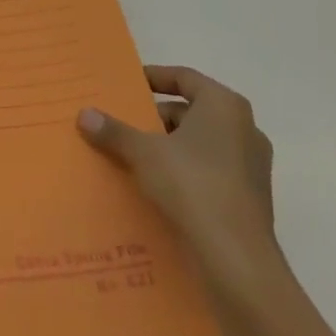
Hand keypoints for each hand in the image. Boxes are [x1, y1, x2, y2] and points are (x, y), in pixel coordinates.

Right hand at [79, 65, 275, 270]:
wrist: (236, 257)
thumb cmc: (192, 186)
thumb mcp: (143, 153)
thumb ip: (114, 131)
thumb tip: (85, 114)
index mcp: (224, 106)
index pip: (185, 77)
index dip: (154, 77)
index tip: (128, 85)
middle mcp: (244, 128)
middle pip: (191, 111)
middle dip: (156, 118)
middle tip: (123, 126)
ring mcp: (251, 164)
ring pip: (200, 143)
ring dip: (169, 147)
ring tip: (133, 158)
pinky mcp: (249, 196)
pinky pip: (209, 171)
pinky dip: (184, 172)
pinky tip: (156, 187)